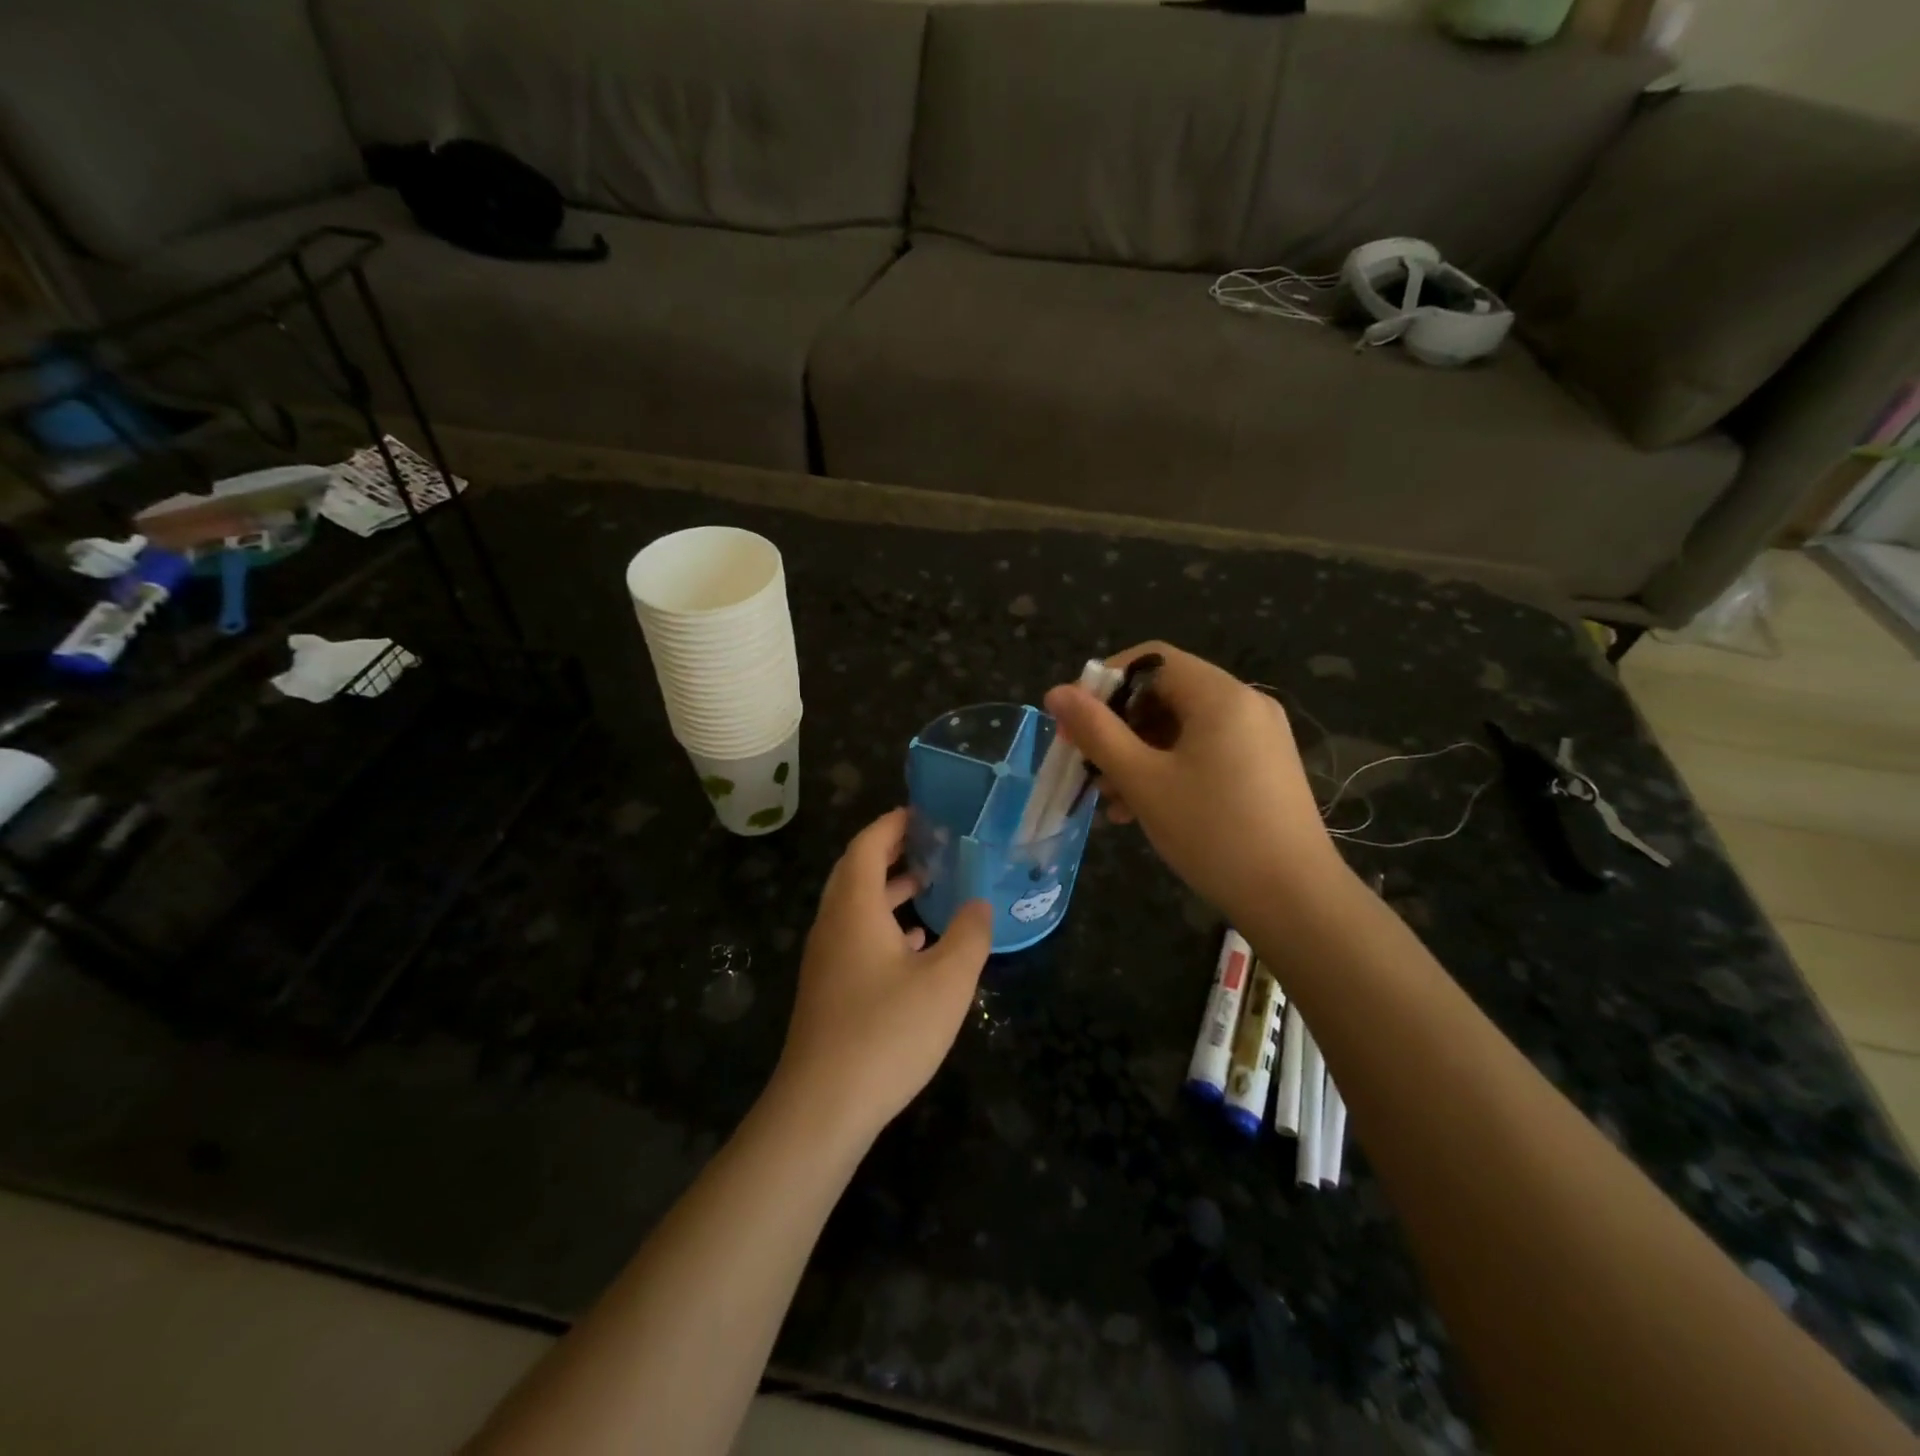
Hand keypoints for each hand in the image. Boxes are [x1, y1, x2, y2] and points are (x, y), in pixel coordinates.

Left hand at [773, 809, 992, 1141]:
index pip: (867, 846)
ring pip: (856, 908)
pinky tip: (916, 944)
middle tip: (931, 843)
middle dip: (891, 852)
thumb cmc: (886, 1032)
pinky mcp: (829, 990)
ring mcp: (826, 960)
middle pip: (856, 872)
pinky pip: (856, 938)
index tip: (923, 813)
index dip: (892, 824)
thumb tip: (979, 904)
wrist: (822, 1107)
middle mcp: (833, 925)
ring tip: (931, 885)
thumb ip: (969, 935)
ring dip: (889, 890)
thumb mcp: (946, 981)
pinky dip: (884, 927)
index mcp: (854, 908)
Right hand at [1044, 643, 1348, 922]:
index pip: (1150, 659)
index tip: (1074, 722)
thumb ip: (1097, 732)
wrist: (1295, 899)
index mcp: (1220, 695)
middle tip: (1086, 765)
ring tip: (1108, 798)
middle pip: (1164, 694)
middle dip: (1118, 727)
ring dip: (1138, 754)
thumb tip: (1056, 692)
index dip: (1104, 683)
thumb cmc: (1213, 832)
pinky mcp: (1262, 767)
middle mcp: (1244, 704)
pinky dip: (1168, 769)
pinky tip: (1141, 808)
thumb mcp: (1144, 781)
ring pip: (1180, 728)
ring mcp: (1258, 736)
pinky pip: (1203, 751)